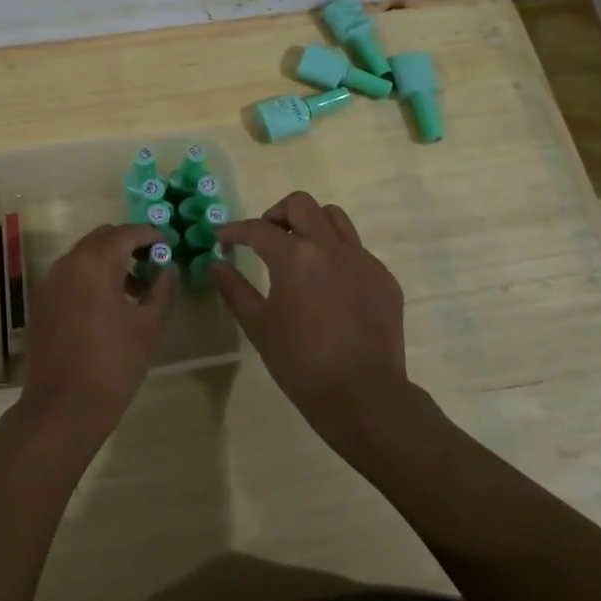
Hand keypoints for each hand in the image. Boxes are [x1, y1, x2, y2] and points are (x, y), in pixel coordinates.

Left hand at [17, 223, 171, 446]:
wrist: (62, 407)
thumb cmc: (113, 364)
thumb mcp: (149, 326)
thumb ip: (160, 289)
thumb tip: (164, 269)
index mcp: (95, 262)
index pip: (127, 233)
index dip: (150, 235)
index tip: (168, 245)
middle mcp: (68, 262)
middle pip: (102, 238)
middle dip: (128, 243)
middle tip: (152, 262)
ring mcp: (49, 282)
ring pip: (84, 255)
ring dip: (109, 260)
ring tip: (135, 288)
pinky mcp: (41, 302)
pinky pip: (70, 275)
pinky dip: (90, 276)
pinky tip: (108, 304)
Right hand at [215, 192, 409, 445]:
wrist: (363, 395)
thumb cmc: (301, 363)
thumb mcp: (259, 326)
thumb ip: (235, 290)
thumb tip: (217, 265)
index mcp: (296, 257)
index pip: (259, 229)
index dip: (235, 230)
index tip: (222, 238)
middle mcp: (331, 247)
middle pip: (301, 204)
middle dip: (276, 214)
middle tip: (265, 238)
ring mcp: (362, 260)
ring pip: (334, 218)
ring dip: (311, 224)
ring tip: (299, 252)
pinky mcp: (383, 278)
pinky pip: (356, 250)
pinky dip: (336, 254)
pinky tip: (329, 285)